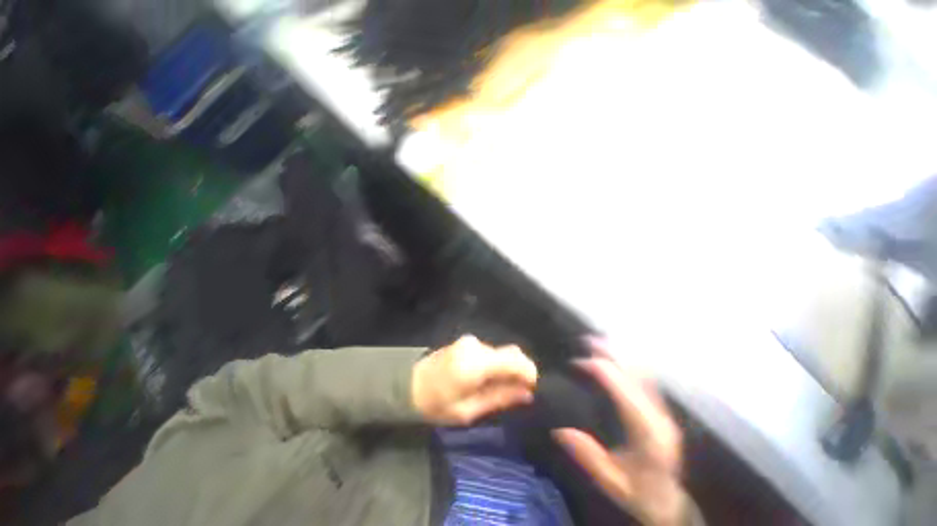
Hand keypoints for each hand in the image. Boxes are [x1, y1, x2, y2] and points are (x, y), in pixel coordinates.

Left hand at [412, 335, 537, 425]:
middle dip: (519, 371)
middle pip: (511, 353)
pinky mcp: (467, 341)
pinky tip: (486, 377)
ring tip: (498, 387)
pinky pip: (491, 351)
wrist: (409, 384)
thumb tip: (527, 394)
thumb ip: (500, 398)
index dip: (529, 373)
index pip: (515, 360)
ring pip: (501, 352)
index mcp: (476, 363)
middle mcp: (476, 345)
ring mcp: (471, 340)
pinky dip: (496, 363)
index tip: (532, 390)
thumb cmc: (437, 404)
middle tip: (516, 393)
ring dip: (506, 367)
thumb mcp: (469, 410)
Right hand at [553, 338, 686, 525]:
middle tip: (587, 340)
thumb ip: (589, 457)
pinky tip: (618, 357)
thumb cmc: (641, 495)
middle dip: (611, 353)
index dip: (600, 370)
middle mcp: (659, 416)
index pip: (623, 390)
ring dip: (621, 354)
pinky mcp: (663, 412)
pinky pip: (647, 379)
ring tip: (599, 342)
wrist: (672, 506)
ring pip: (644, 373)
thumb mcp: (612, 483)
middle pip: (636, 374)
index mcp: (647, 433)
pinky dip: (630, 363)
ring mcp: (664, 412)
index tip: (577, 363)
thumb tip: (559, 430)